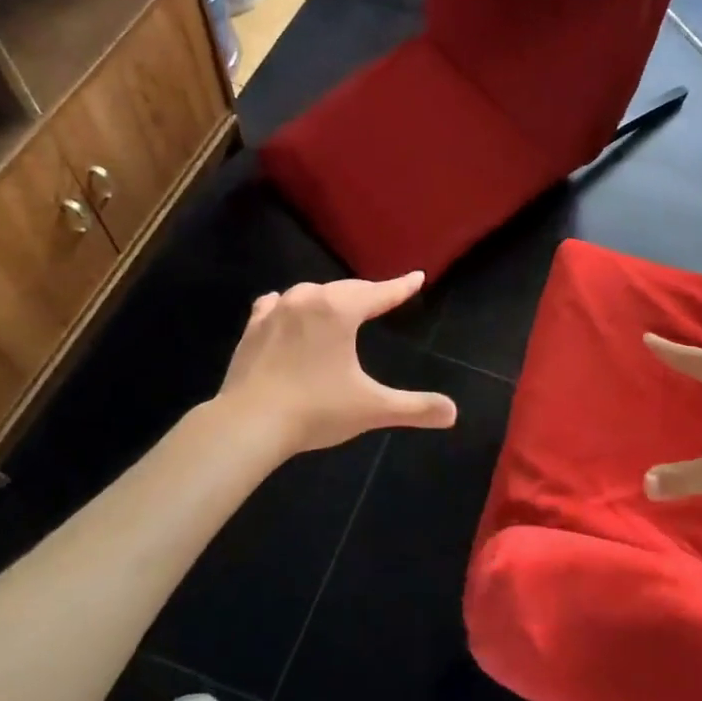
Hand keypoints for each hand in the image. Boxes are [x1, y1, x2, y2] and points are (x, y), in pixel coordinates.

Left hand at [218, 273, 457, 455]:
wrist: (248, 423)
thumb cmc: (316, 410)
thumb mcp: (371, 408)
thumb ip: (414, 408)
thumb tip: (453, 413)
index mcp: (339, 310)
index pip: (380, 293)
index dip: (401, 287)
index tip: (417, 277)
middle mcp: (307, 299)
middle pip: (346, 289)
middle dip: (367, 292)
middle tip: (383, 296)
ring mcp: (276, 311)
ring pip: (311, 294)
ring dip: (329, 298)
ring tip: (339, 306)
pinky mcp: (252, 328)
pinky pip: (276, 304)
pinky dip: (290, 305)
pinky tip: (286, 310)